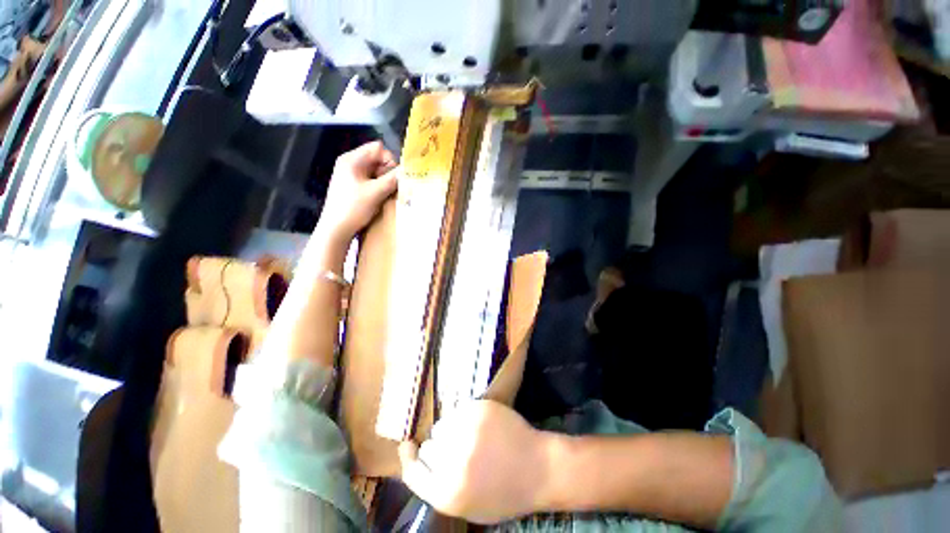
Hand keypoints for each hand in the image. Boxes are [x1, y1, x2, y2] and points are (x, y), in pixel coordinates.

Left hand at [318, 141, 397, 241]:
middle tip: (389, 188)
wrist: (336, 229)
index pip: (378, 148)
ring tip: (384, 195)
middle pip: (377, 159)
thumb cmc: (354, 208)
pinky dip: (378, 187)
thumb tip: (408, 171)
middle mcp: (350, 163)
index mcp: (352, 159)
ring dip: (384, 181)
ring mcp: (350, 174)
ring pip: (375, 171)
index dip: (389, 161)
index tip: (393, 177)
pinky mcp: (352, 185)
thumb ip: (393, 179)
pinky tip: (379, 198)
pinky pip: (370, 180)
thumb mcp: (376, 192)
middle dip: (387, 172)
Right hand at [398, 400, 551, 523]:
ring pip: (441, 427)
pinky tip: (479, 427)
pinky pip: (457, 412)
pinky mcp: (478, 410)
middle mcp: (453, 462)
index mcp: (448, 493)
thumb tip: (419, 462)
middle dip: (438, 450)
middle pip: (427, 448)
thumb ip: (440, 489)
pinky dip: (463, 418)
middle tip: (456, 451)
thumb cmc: (505, 493)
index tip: (408, 447)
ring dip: (450, 432)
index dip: (409, 459)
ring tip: (470, 438)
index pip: (412, 473)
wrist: (538, 468)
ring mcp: (467, 432)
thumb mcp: (469, 506)